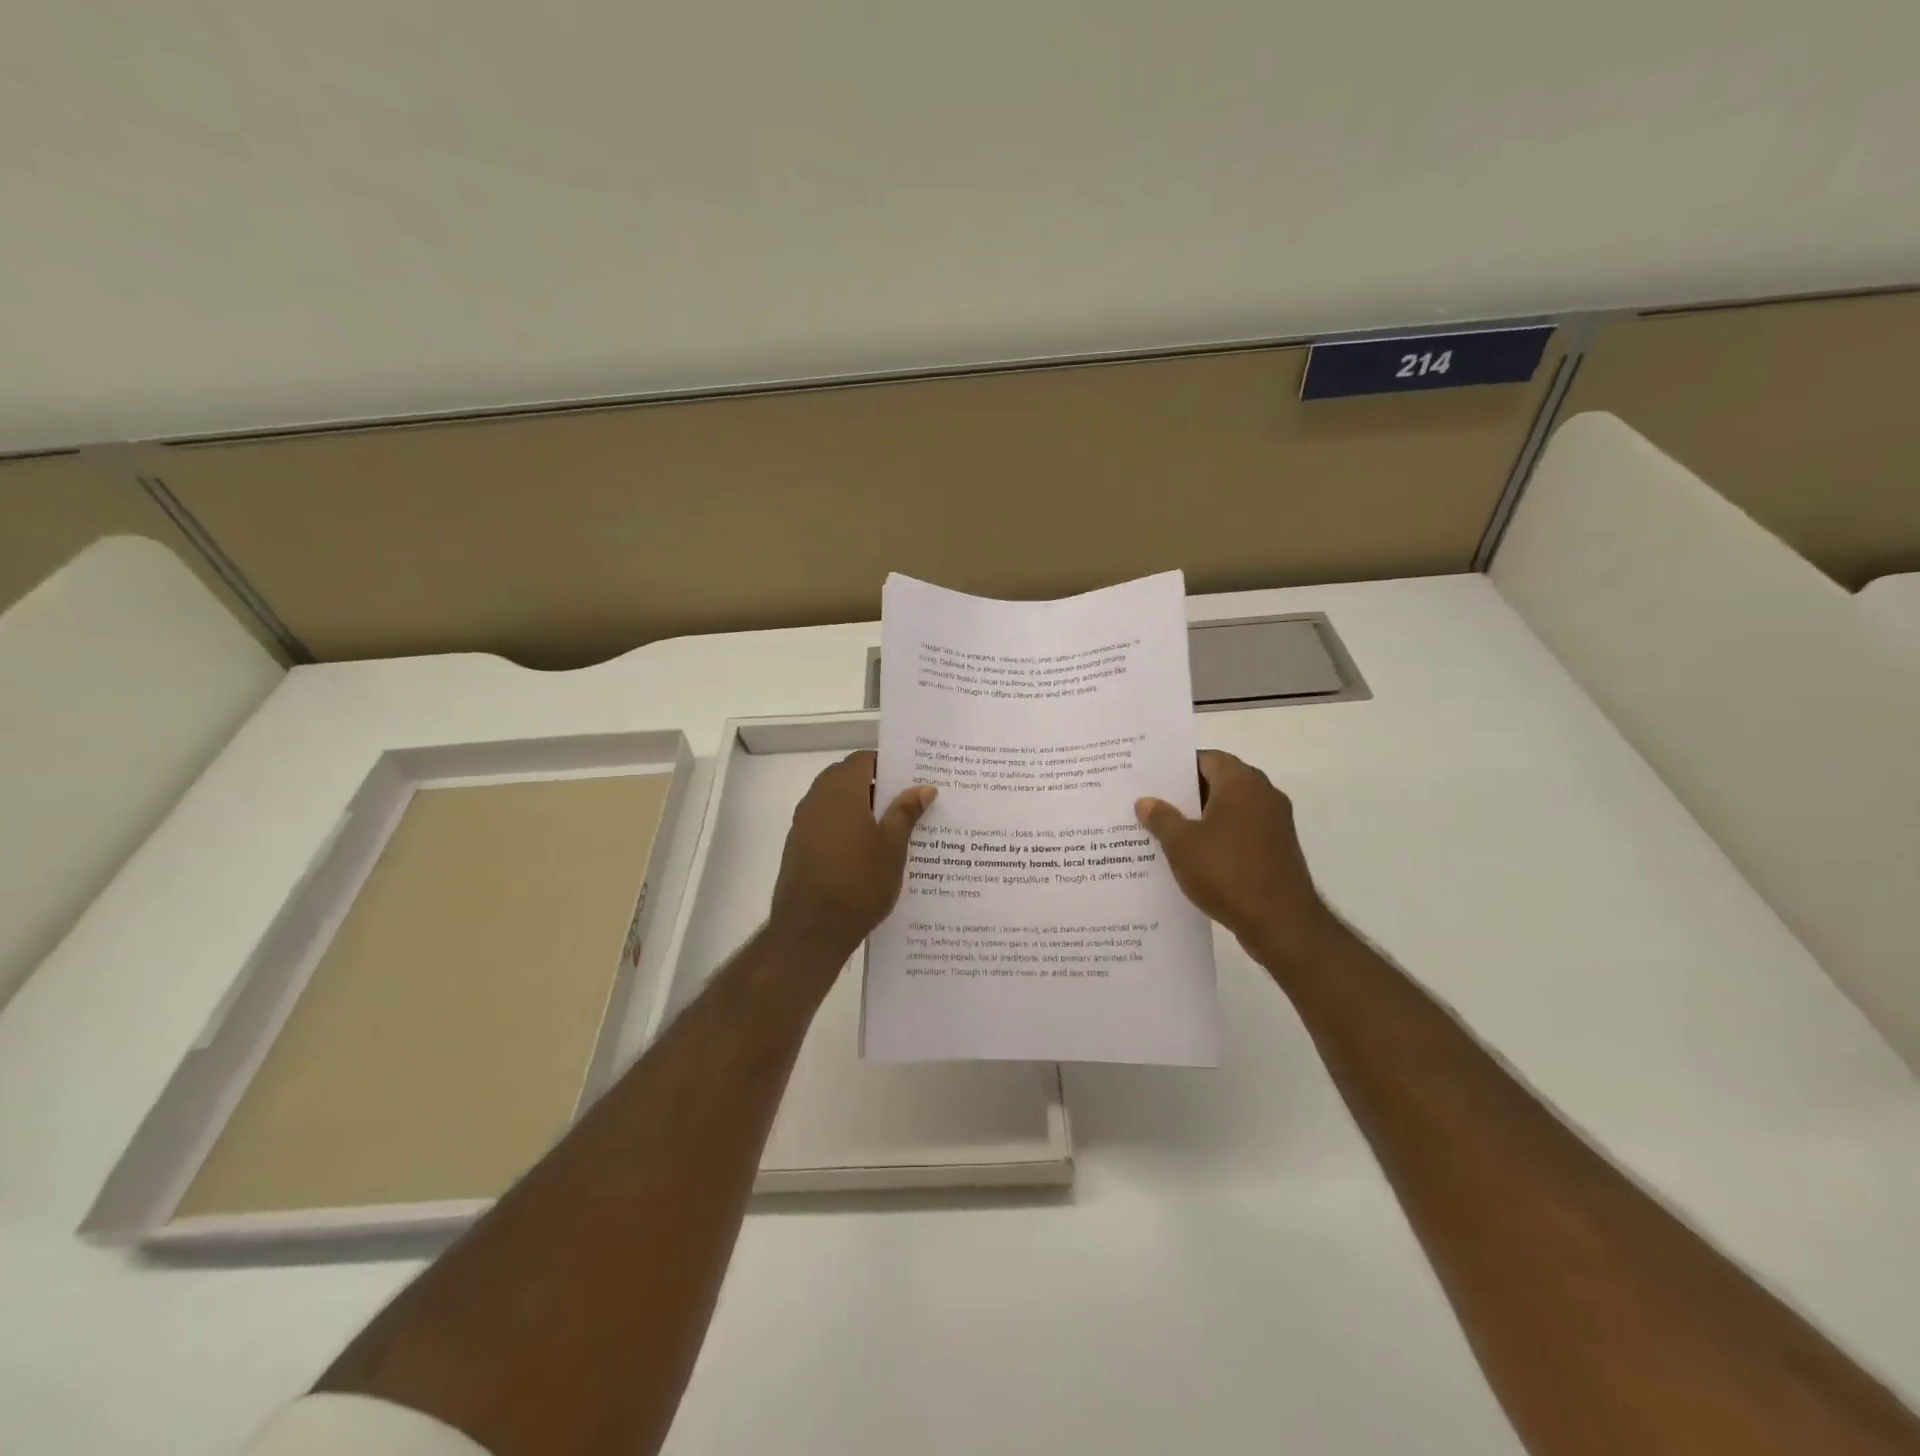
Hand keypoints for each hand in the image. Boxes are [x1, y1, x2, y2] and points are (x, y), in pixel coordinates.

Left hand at [768, 751, 935, 965]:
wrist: (811, 930)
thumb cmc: (859, 882)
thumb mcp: (892, 846)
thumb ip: (905, 812)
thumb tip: (923, 787)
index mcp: (841, 790)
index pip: (863, 759)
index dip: (888, 765)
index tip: (912, 777)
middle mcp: (817, 798)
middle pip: (848, 778)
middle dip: (876, 786)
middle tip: (907, 802)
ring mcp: (803, 823)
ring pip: (835, 801)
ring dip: (860, 807)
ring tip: (892, 828)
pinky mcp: (798, 846)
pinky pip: (825, 823)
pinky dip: (845, 826)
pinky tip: (866, 851)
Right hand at [1136, 750, 1336, 973]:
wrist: (1281, 922)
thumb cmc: (1227, 871)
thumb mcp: (1181, 844)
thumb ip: (1161, 818)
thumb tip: (1146, 801)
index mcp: (1241, 782)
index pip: (1207, 759)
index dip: (1177, 766)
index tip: (1151, 778)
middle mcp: (1263, 794)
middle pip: (1219, 782)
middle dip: (1186, 793)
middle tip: (1152, 803)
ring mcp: (1275, 823)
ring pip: (1230, 810)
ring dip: (1202, 818)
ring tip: (1165, 831)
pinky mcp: (1278, 849)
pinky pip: (1241, 832)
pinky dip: (1219, 837)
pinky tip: (1193, 856)